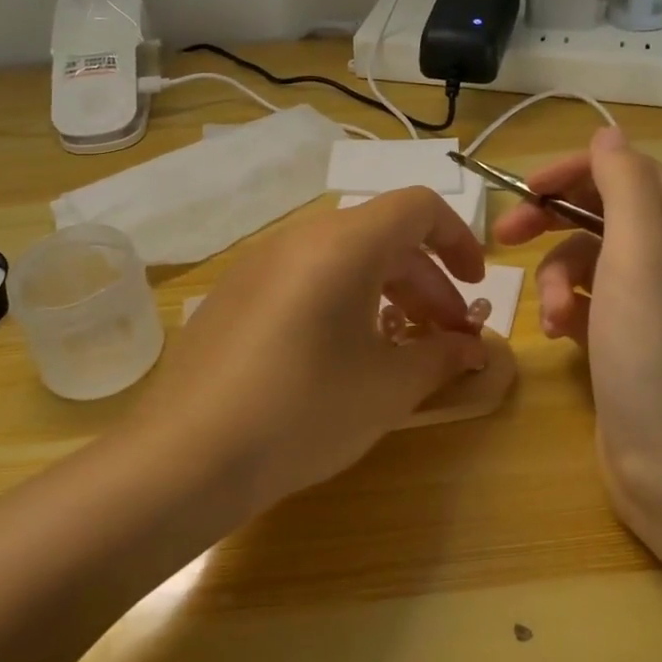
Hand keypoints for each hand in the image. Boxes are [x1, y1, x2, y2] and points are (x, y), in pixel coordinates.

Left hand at [139, 187, 516, 510]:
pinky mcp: (233, 291)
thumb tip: (473, 349)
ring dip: (383, 290)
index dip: (457, 239)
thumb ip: (440, 357)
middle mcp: (299, 237)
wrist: (187, 454)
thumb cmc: (304, 410)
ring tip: (398, 345)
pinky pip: (302, 276)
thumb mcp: (386, 387)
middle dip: (425, 280)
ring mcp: (259, 261)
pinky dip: (339, 298)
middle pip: (380, 235)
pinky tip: (339, 354)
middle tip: (445, 335)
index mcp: (343, 243)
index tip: (474, 286)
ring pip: (340, 257)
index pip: (417, 207)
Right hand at [493, 128, 661, 538]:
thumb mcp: (640, 262)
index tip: (526, 188)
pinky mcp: (630, 343)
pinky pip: (589, 302)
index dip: (577, 173)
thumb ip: (623, 190)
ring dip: (557, 278)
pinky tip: (557, 337)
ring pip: (590, 262)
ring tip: (547, 316)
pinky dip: (567, 310)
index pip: (633, 176)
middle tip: (505, 233)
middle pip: (607, 216)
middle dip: (555, 223)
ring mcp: (656, 308)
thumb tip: (608, 132)